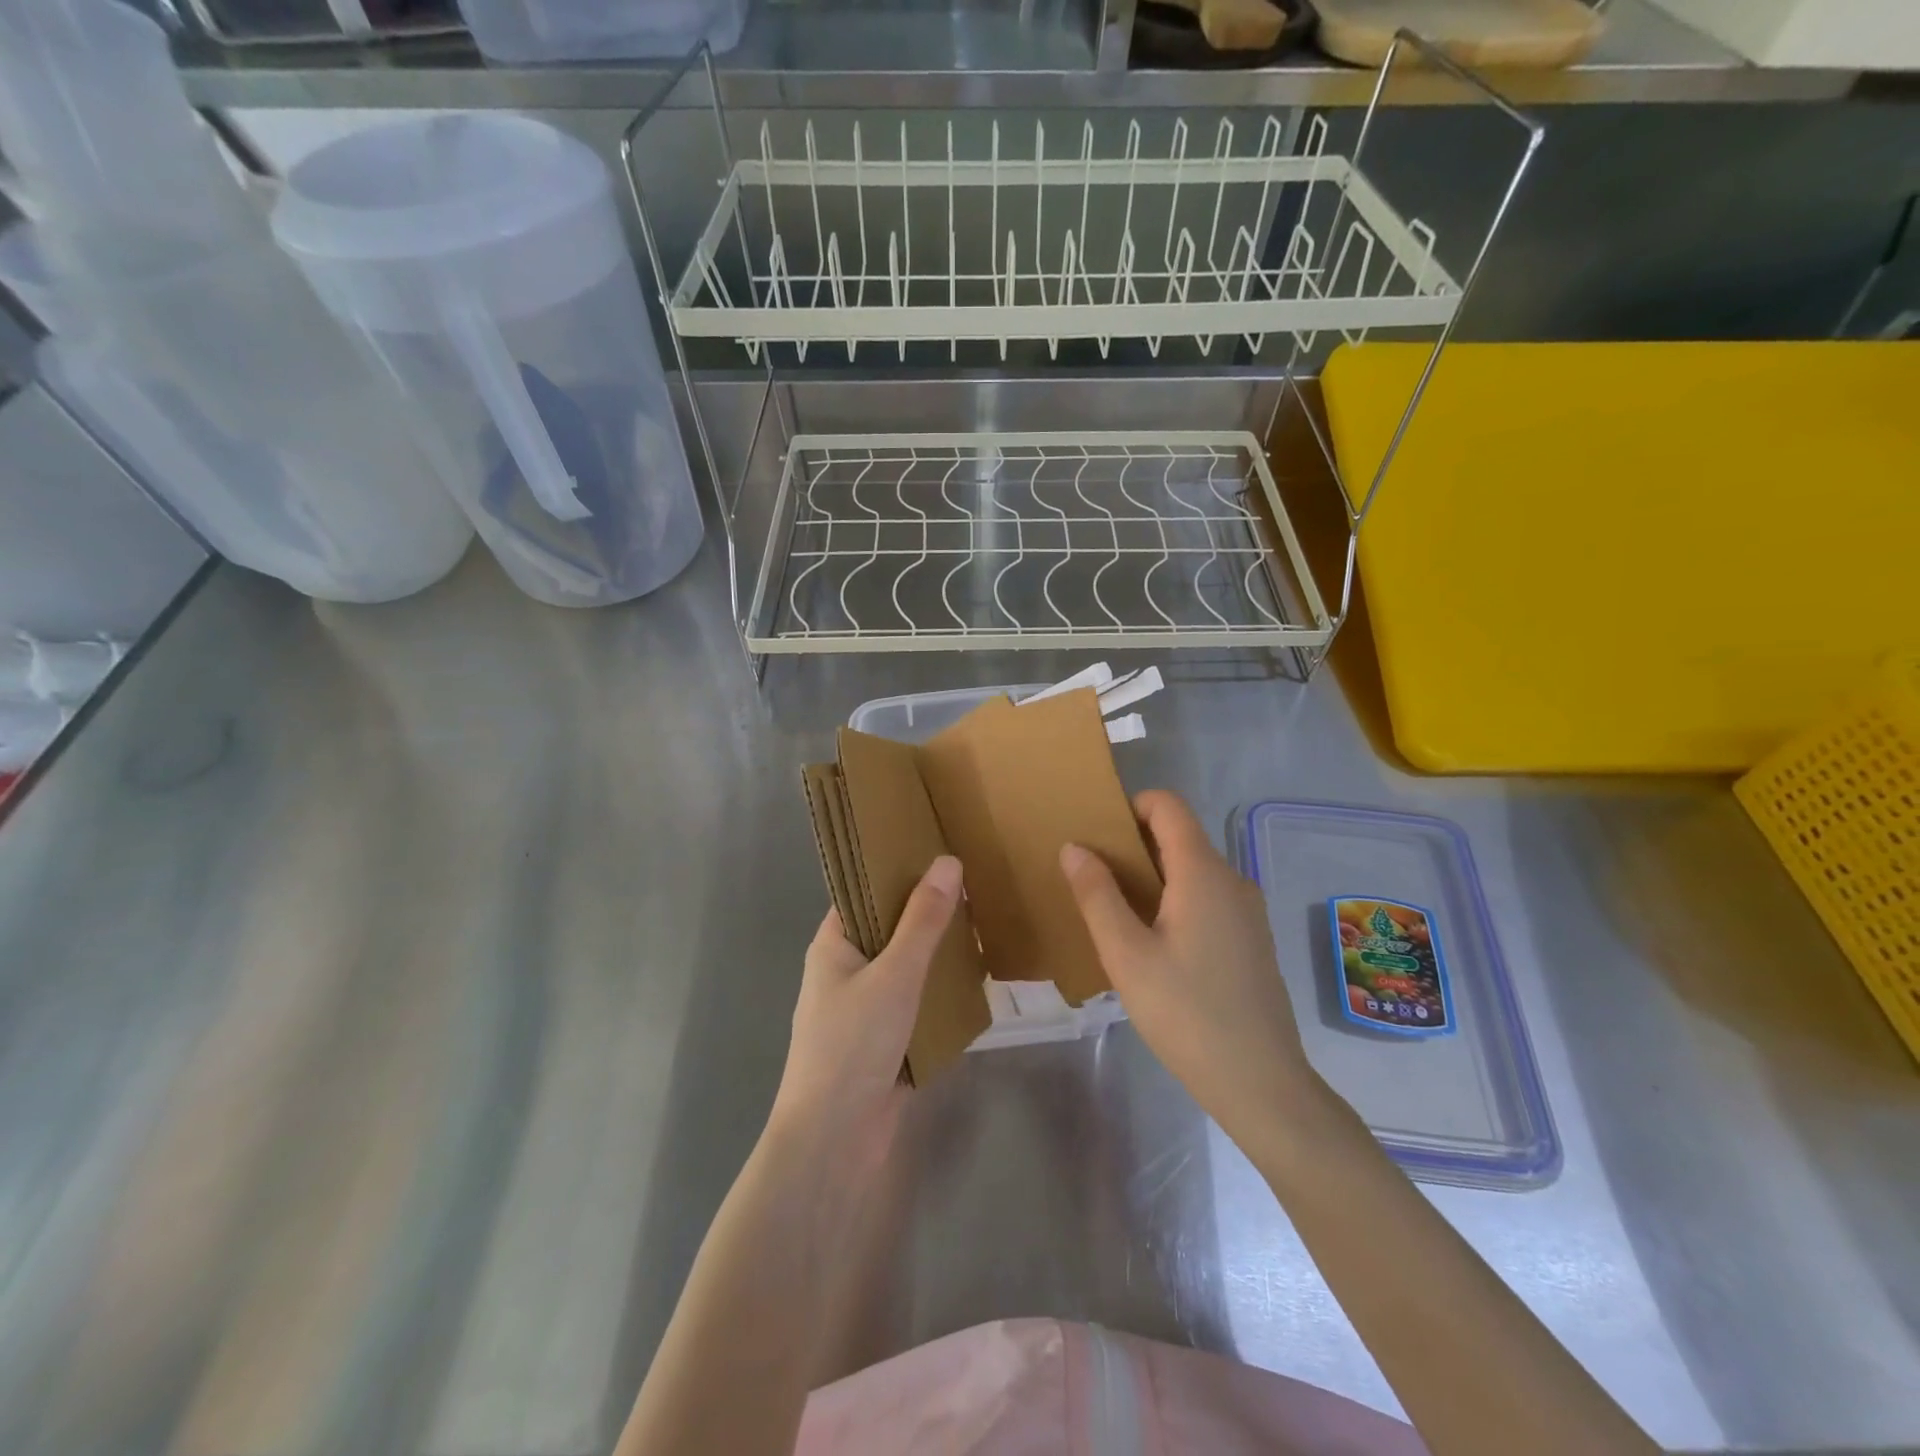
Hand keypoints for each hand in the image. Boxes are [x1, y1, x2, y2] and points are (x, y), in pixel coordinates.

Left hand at [770, 856, 962, 1151]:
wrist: (834, 1142)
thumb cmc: (854, 1044)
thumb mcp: (895, 973)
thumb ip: (924, 920)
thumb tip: (948, 861)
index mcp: (834, 944)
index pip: (865, 890)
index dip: (899, 869)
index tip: (941, 848)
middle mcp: (847, 969)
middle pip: (892, 927)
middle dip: (931, 912)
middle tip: (977, 883)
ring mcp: (867, 1006)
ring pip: (909, 966)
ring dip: (941, 953)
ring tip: (986, 922)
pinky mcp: (887, 1039)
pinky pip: (919, 1002)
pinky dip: (943, 991)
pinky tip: (980, 978)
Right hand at [1060, 791, 1317, 1153]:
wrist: (1261, 1083)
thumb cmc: (1186, 1013)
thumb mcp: (1126, 955)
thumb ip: (1097, 895)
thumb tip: (1074, 847)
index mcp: (1202, 872)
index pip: (1168, 806)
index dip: (1130, 806)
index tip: (1096, 835)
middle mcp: (1231, 879)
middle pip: (1179, 836)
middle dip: (1133, 845)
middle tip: (1093, 878)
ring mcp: (1246, 910)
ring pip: (1192, 870)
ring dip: (1152, 877)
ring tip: (1116, 913)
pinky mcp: (1250, 938)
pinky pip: (1207, 897)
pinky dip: (1174, 900)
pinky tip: (1153, 944)